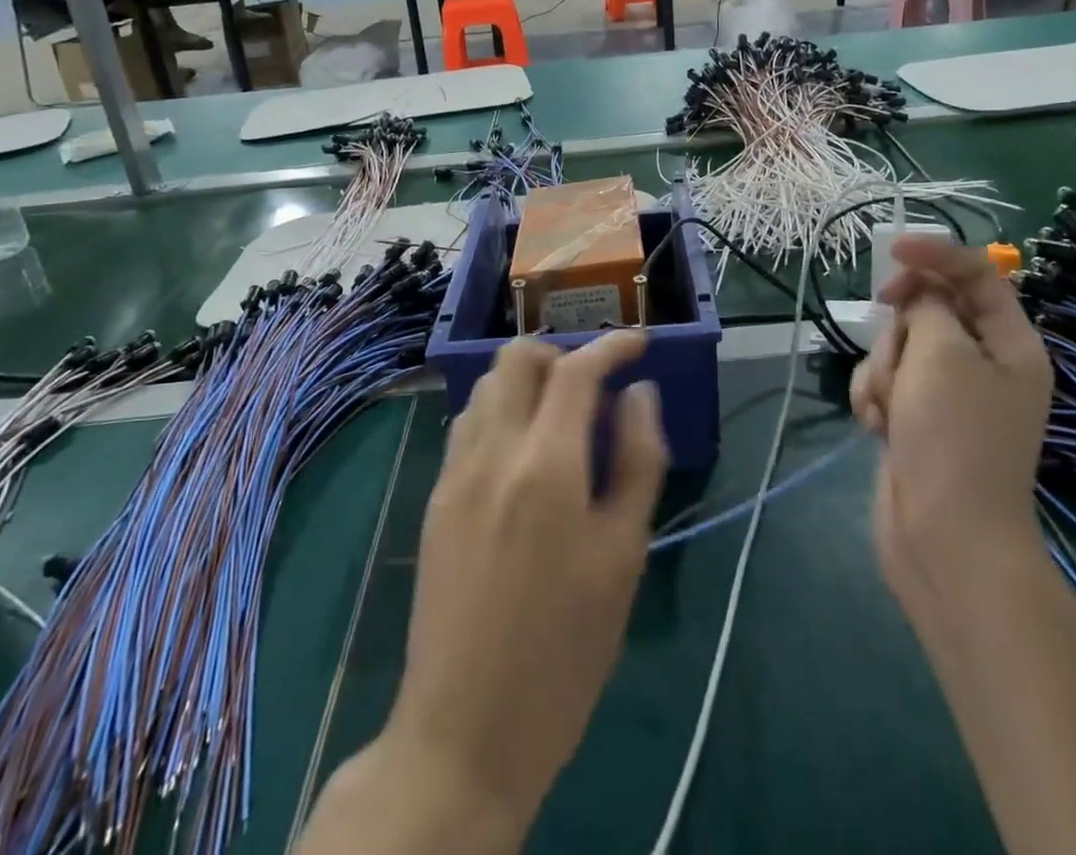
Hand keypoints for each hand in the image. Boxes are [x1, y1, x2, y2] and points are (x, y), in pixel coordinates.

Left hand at [386, 332, 665, 837]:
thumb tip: (639, 394)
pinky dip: (499, 412)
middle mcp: (492, 451)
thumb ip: (637, 461)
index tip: (639, 344)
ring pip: (486, 387)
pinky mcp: (436, 498)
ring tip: (561, 419)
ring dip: (526, 382)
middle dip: (560, 354)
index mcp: (545, 464)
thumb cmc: (565, 650)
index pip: (576, 369)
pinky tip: (523, 455)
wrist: (466, 730)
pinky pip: (467, 425)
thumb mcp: (623, 556)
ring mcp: (455, 472)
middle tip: (595, 386)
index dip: (611, 346)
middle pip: (516, 358)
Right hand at [853, 237, 1052, 606]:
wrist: (945, 538)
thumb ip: (928, 306)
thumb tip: (920, 294)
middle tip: (901, 359)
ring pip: (897, 345)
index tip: (892, 252)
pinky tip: (877, 426)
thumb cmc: (954, 437)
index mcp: (1010, 345)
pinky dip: (874, 396)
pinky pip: (884, 381)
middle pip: (928, 309)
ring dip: (883, 370)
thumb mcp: (943, 355)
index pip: (977, 275)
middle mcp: (983, 364)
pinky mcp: (914, 417)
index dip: (936, 254)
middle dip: (901, 330)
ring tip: (889, 409)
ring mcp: (946, 394)